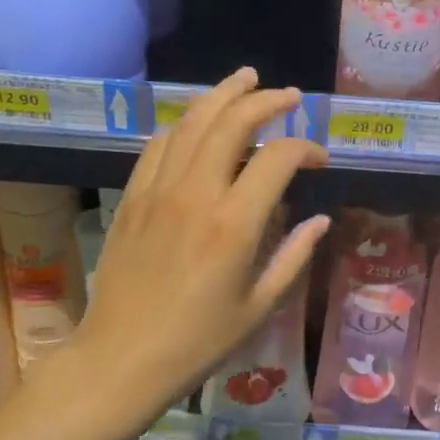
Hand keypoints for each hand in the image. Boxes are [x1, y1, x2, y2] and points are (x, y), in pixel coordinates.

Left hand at [76, 70, 330, 409]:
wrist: (119, 359)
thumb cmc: (196, 343)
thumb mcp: (258, 308)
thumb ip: (293, 257)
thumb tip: (319, 221)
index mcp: (234, 224)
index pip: (278, 157)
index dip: (306, 148)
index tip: (319, 160)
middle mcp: (196, 193)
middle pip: (232, 121)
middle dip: (266, 99)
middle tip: (289, 95)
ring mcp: (158, 190)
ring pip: (192, 122)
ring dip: (222, 94)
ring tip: (245, 79)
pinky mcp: (132, 197)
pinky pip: (158, 145)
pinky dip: (183, 124)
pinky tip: (196, 123)